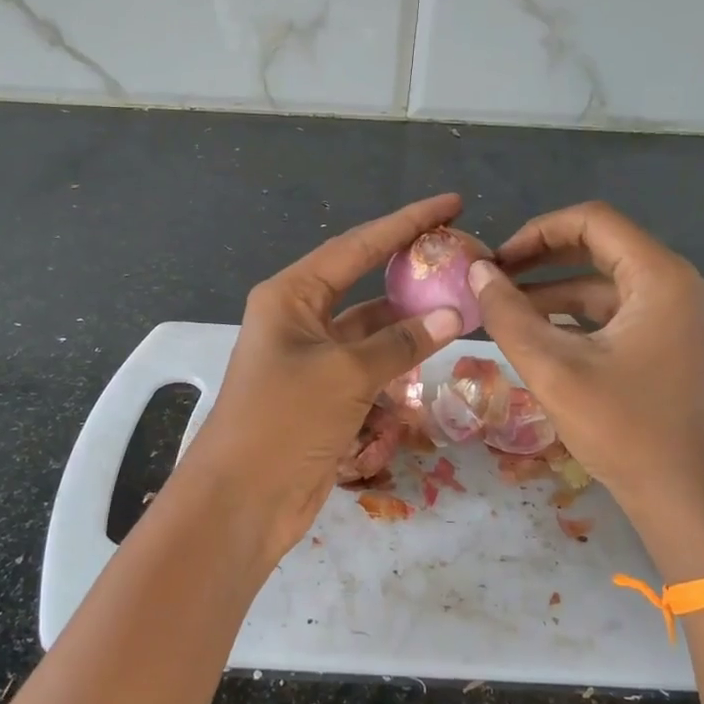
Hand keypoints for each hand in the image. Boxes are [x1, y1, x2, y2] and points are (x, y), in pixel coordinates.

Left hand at [178, 195, 464, 566]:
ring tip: (460, 308)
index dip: (406, 222)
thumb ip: (402, 341)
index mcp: (291, 295)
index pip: (357, 245)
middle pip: (364, 281)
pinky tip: (431, 358)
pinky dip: (397, 364)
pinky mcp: (324, 394)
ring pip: (371, 328)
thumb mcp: (346, 373)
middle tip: (460, 256)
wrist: (242, 501)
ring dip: (409, 323)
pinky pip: (369, 366)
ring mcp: (312, 358)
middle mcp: (299, 318)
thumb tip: (453, 313)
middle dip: (409, 270)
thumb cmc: (284, 420)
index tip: (451, 203)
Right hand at [468, 202, 703, 565]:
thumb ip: (509, 315)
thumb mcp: (554, 369)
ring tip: (501, 310)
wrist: (686, 501)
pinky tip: (535, 335)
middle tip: (493, 278)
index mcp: (660, 278)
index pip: (593, 221)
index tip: (496, 260)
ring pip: (604, 283)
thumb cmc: (624, 430)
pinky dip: (574, 317)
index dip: (537, 231)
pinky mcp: (669, 344)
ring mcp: (677, 316)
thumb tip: (477, 273)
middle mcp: (676, 285)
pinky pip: (615, 313)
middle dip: (541, 259)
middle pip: (600, 247)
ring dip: (552, 291)